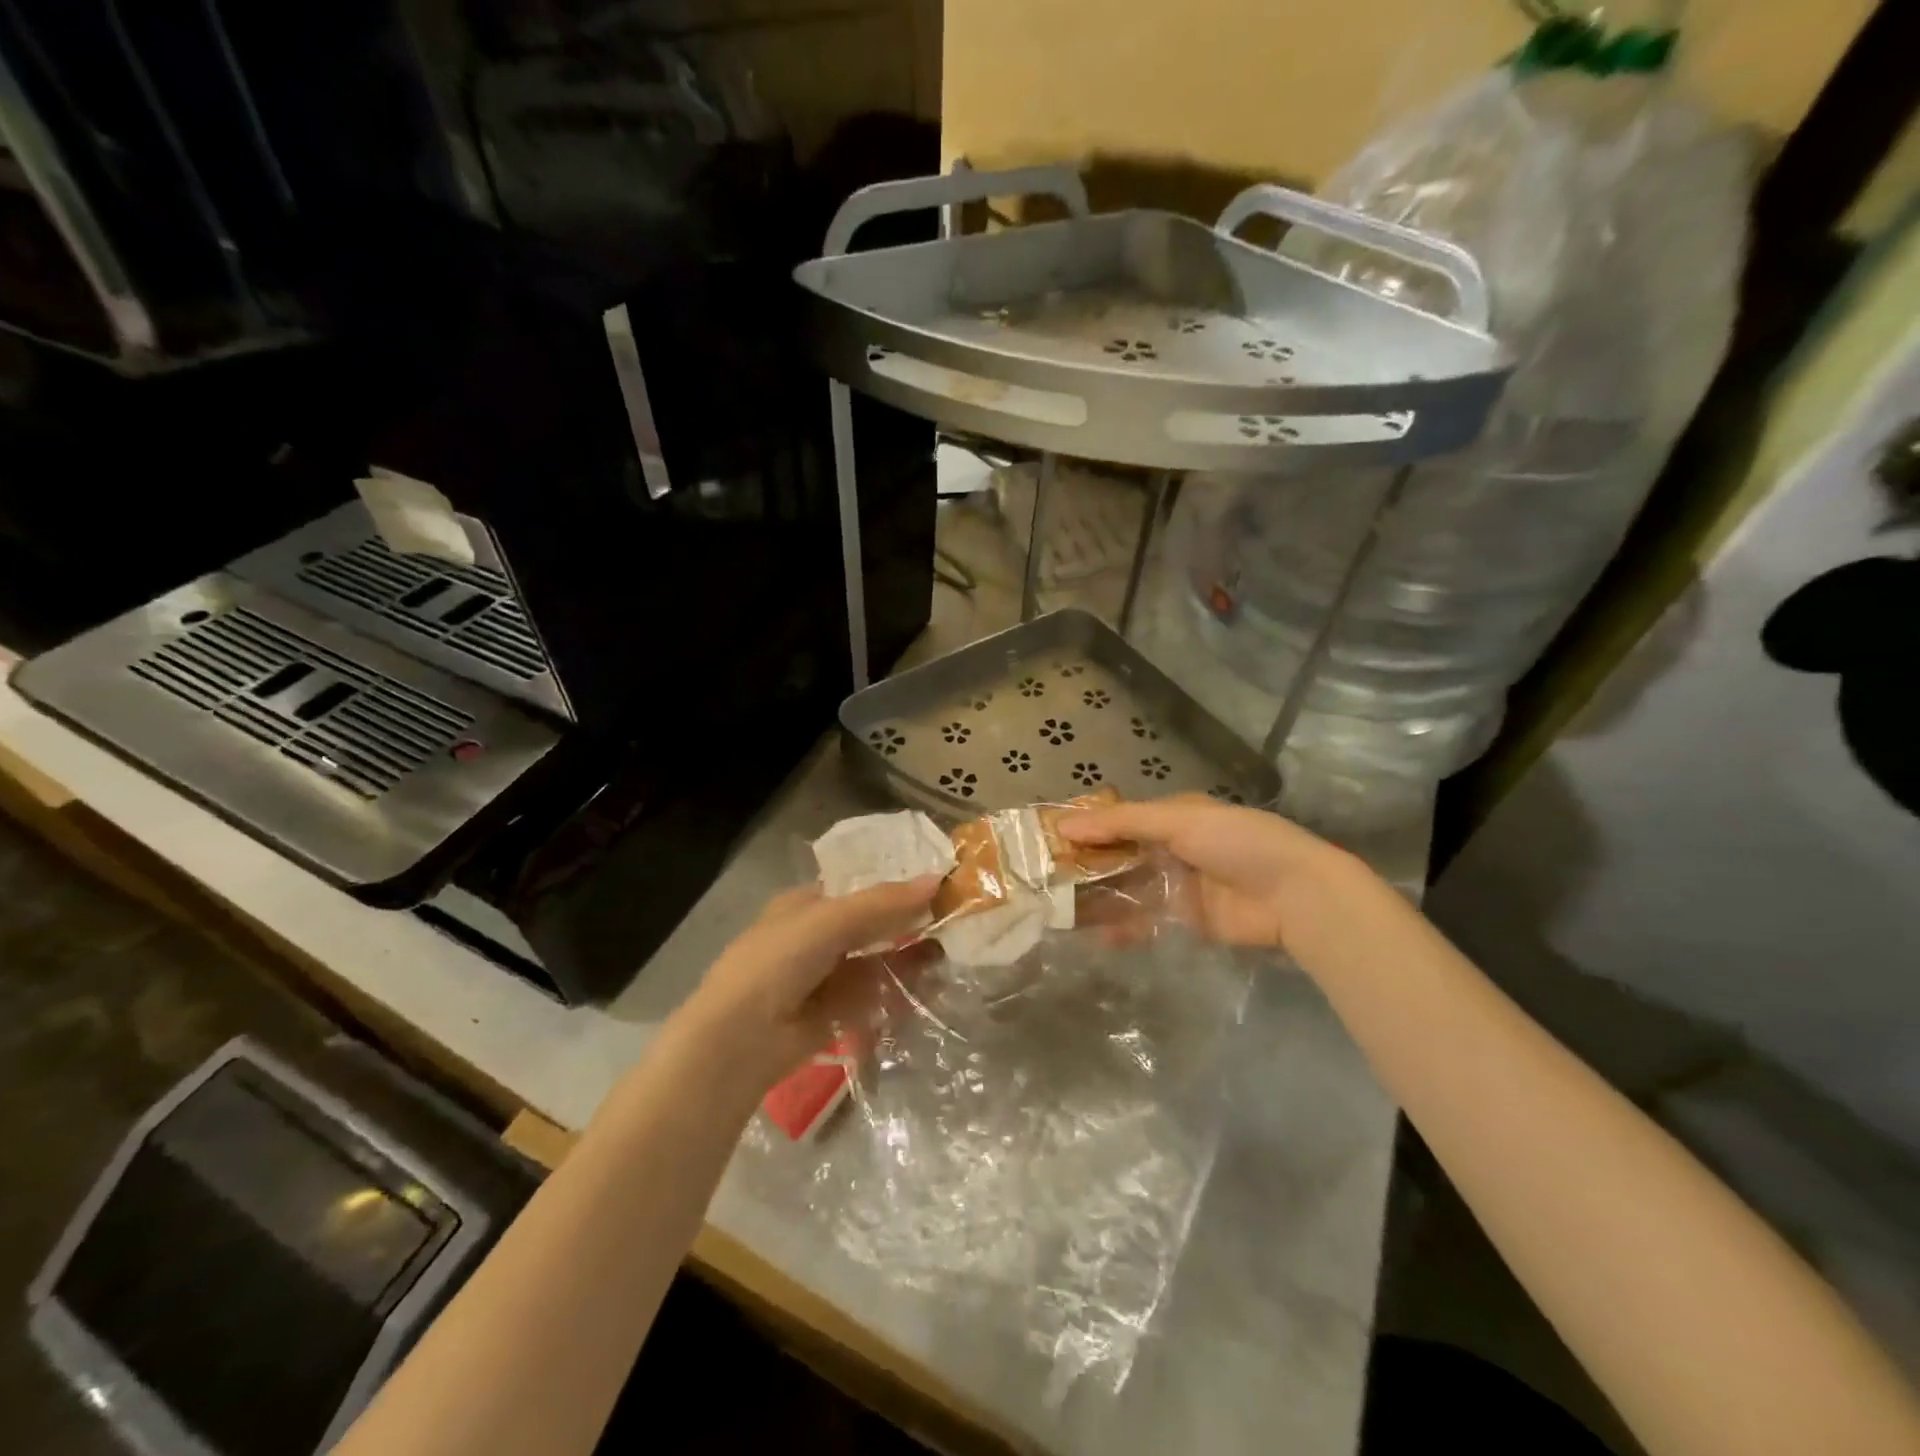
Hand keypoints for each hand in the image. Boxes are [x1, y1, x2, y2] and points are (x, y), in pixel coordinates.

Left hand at [673, 876, 940, 1091]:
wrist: (740, 1040)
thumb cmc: (778, 962)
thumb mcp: (830, 921)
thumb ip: (883, 904)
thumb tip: (937, 880)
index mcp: (806, 905)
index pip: (859, 889)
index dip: (896, 887)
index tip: (938, 887)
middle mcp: (816, 937)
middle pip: (872, 926)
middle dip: (908, 926)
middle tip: (951, 923)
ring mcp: (826, 977)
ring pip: (877, 962)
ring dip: (909, 960)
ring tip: (949, 955)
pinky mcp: (836, 1013)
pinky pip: (875, 996)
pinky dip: (901, 992)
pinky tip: (930, 987)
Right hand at [1061, 793, 1364, 953]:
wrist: (1296, 895)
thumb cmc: (1237, 842)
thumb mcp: (1179, 820)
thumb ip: (1122, 823)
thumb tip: (1064, 826)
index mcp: (1172, 816)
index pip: (1118, 820)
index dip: (1086, 829)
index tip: (1048, 841)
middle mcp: (1171, 848)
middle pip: (1119, 856)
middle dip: (1086, 867)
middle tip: (1046, 881)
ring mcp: (1178, 885)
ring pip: (1128, 889)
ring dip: (1098, 898)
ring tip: (1060, 911)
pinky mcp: (1186, 919)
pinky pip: (1146, 921)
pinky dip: (1123, 927)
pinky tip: (1098, 936)